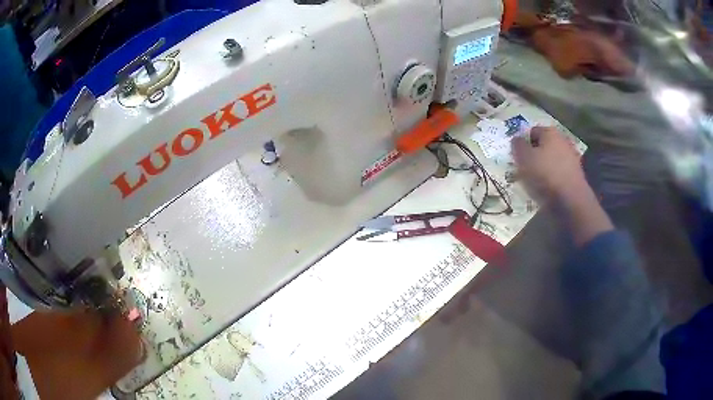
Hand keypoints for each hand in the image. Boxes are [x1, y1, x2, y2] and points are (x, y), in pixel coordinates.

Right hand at [512, 127, 613, 244]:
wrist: (571, 199)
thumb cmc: (546, 174)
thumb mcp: (524, 158)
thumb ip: (518, 146)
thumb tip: (516, 139)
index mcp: (550, 132)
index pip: (532, 131)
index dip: (523, 143)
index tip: (518, 157)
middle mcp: (563, 140)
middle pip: (544, 145)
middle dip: (535, 154)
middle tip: (525, 169)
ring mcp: (572, 156)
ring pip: (552, 159)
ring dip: (544, 166)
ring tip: (535, 181)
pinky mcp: (576, 173)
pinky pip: (559, 171)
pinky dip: (553, 177)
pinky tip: (548, 188)